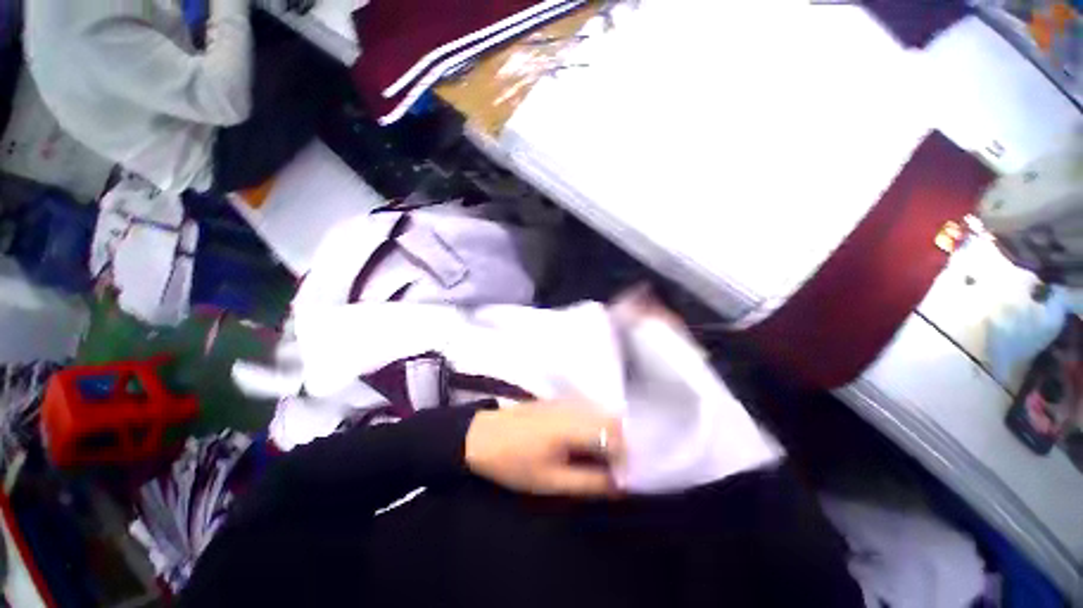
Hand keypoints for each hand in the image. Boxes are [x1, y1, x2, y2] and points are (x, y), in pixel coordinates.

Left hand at [465, 402, 625, 497]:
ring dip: (610, 434)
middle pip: (613, 420)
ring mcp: (567, 401)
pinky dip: (597, 425)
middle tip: (614, 470)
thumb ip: (588, 482)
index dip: (626, 459)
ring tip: (602, 459)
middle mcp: (575, 408)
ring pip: (602, 413)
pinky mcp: (560, 400)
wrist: (483, 435)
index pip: (616, 437)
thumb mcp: (550, 481)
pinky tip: (587, 442)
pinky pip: (589, 409)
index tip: (621, 480)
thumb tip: (619, 485)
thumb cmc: (514, 462)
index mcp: (574, 427)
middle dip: (621, 445)